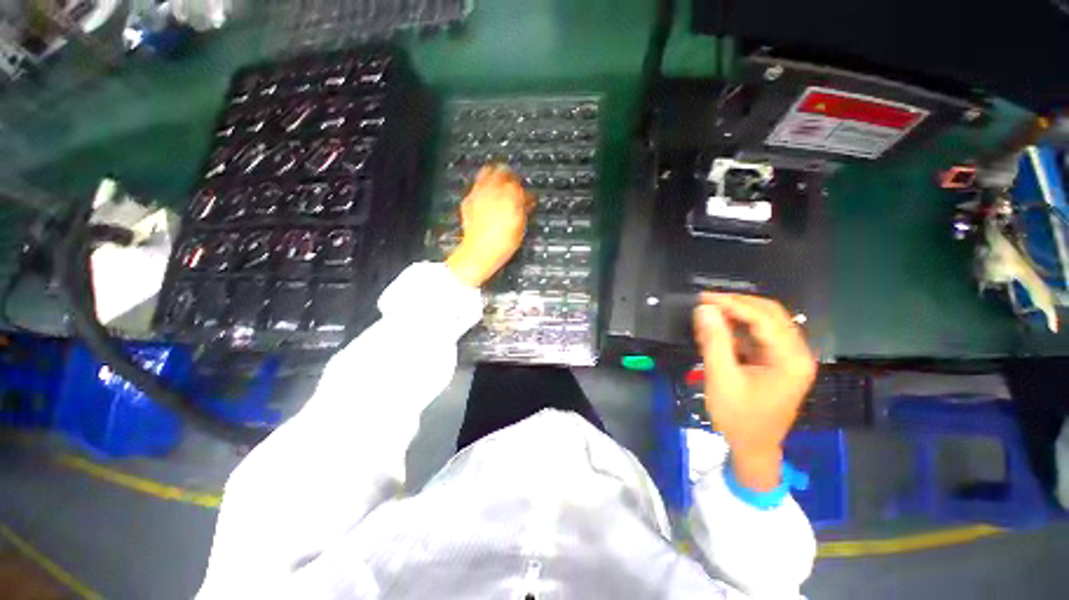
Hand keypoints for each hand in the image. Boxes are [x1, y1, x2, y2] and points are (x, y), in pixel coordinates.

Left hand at [446, 165, 532, 286]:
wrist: (480, 252)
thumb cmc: (502, 242)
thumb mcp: (520, 227)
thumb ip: (524, 209)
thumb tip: (528, 201)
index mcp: (510, 194)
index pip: (520, 183)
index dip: (525, 189)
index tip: (527, 196)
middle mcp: (493, 189)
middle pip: (502, 171)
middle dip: (509, 176)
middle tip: (513, 184)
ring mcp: (479, 193)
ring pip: (486, 173)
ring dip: (494, 177)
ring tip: (499, 186)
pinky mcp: (468, 200)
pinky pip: (476, 187)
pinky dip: (483, 189)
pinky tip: (486, 199)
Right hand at [693, 293, 816, 491]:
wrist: (753, 449)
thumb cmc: (738, 418)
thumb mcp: (721, 378)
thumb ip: (714, 341)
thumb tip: (705, 309)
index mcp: (790, 359)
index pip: (764, 318)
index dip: (733, 304)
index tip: (704, 297)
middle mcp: (797, 354)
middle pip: (771, 314)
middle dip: (738, 304)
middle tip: (706, 301)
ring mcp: (789, 358)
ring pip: (766, 322)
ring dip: (737, 315)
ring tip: (709, 315)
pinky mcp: (778, 362)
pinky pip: (759, 335)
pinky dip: (738, 328)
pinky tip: (719, 330)